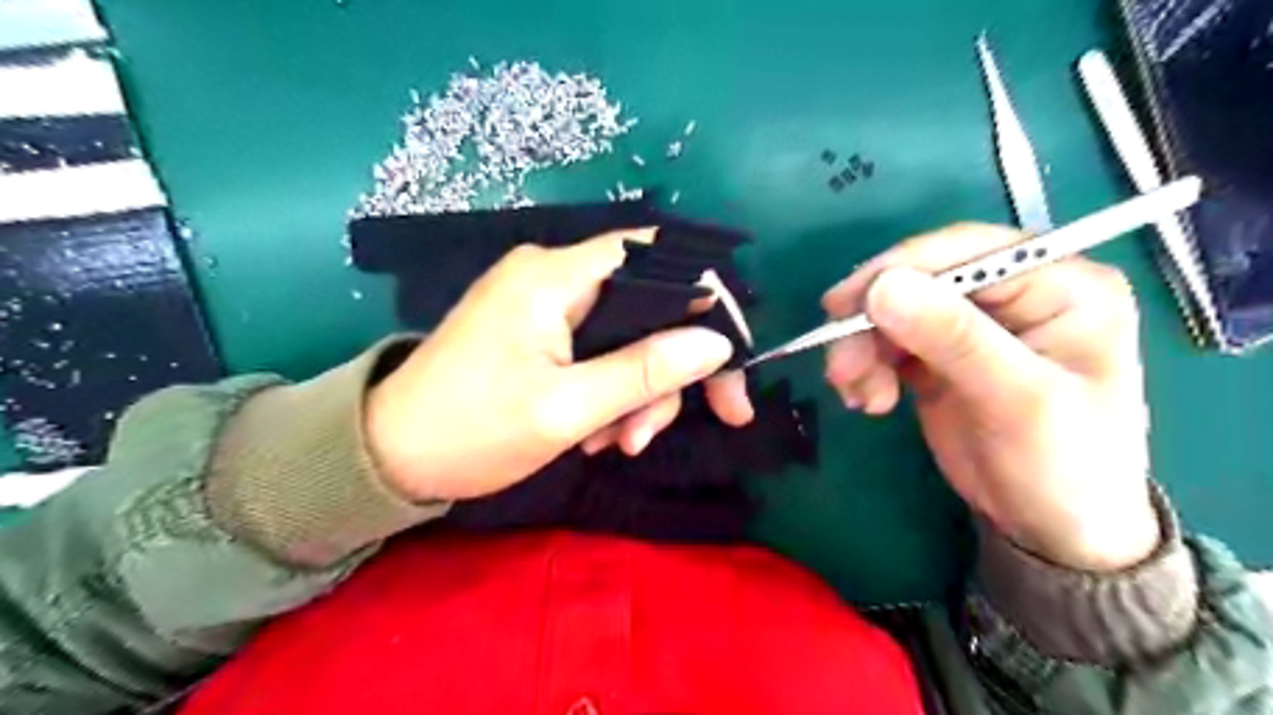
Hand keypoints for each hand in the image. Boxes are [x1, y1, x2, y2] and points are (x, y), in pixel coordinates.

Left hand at [363, 231, 748, 500]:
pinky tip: (593, 435)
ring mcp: (546, 305)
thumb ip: (643, 372)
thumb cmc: (469, 431)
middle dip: (665, 370)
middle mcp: (553, 275)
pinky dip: (610, 393)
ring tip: (614, 445)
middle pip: (647, 303)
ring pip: (627, 335)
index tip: (729, 360)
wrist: (387, 458)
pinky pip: (599, 352)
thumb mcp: (565, 409)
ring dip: (635, 393)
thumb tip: (716, 343)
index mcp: (554, 275)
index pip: (657, 256)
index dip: (706, 299)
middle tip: (658, 432)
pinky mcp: (540, 332)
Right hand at [826, 222, 1161, 567]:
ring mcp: (972, 326)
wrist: (1051, 531)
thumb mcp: (1016, 401)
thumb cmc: (1063, 467)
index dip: (900, 271)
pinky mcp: (939, 355)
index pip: (967, 251)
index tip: (844, 306)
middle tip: (840, 365)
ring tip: (855, 394)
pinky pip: (887, 344)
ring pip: (894, 312)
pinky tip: (869, 400)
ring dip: (862, 349)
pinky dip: (867, 367)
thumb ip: (954, 339)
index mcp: (1059, 285)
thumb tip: (883, 287)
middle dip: (871, 321)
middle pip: (921, 280)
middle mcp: (1014, 295)